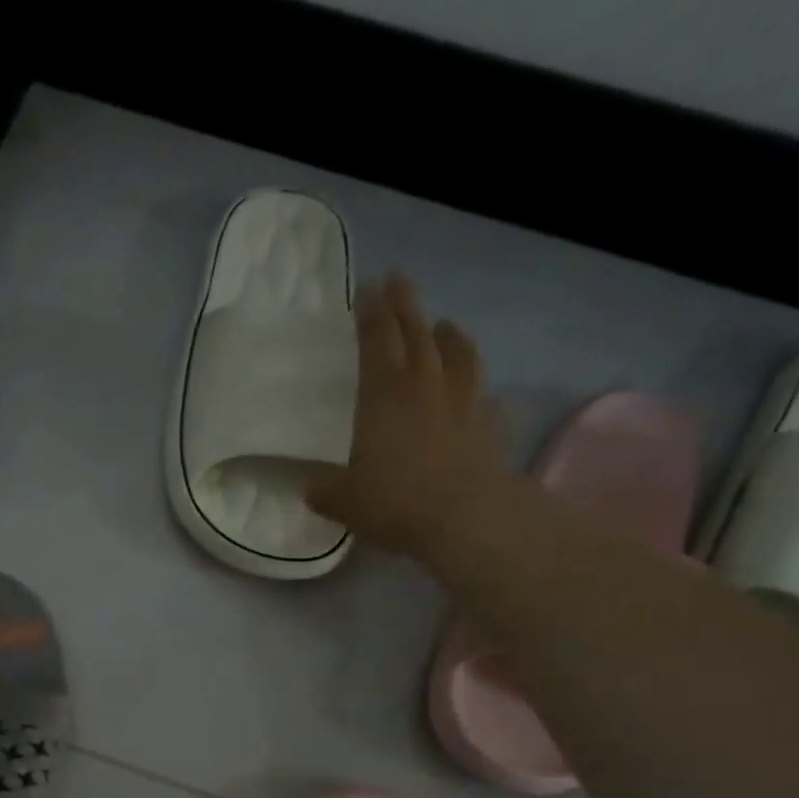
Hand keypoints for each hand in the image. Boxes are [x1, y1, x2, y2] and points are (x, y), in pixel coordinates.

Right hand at [307, 273, 509, 555]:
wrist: (466, 516)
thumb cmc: (395, 501)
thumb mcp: (344, 501)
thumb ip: (325, 491)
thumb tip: (310, 488)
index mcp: (383, 395)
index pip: (376, 340)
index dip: (370, 313)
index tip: (367, 288)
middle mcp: (424, 385)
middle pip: (417, 332)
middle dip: (405, 304)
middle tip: (398, 281)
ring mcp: (462, 400)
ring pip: (457, 352)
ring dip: (447, 333)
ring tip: (443, 324)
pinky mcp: (488, 422)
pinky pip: (481, 390)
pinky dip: (475, 381)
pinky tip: (474, 387)